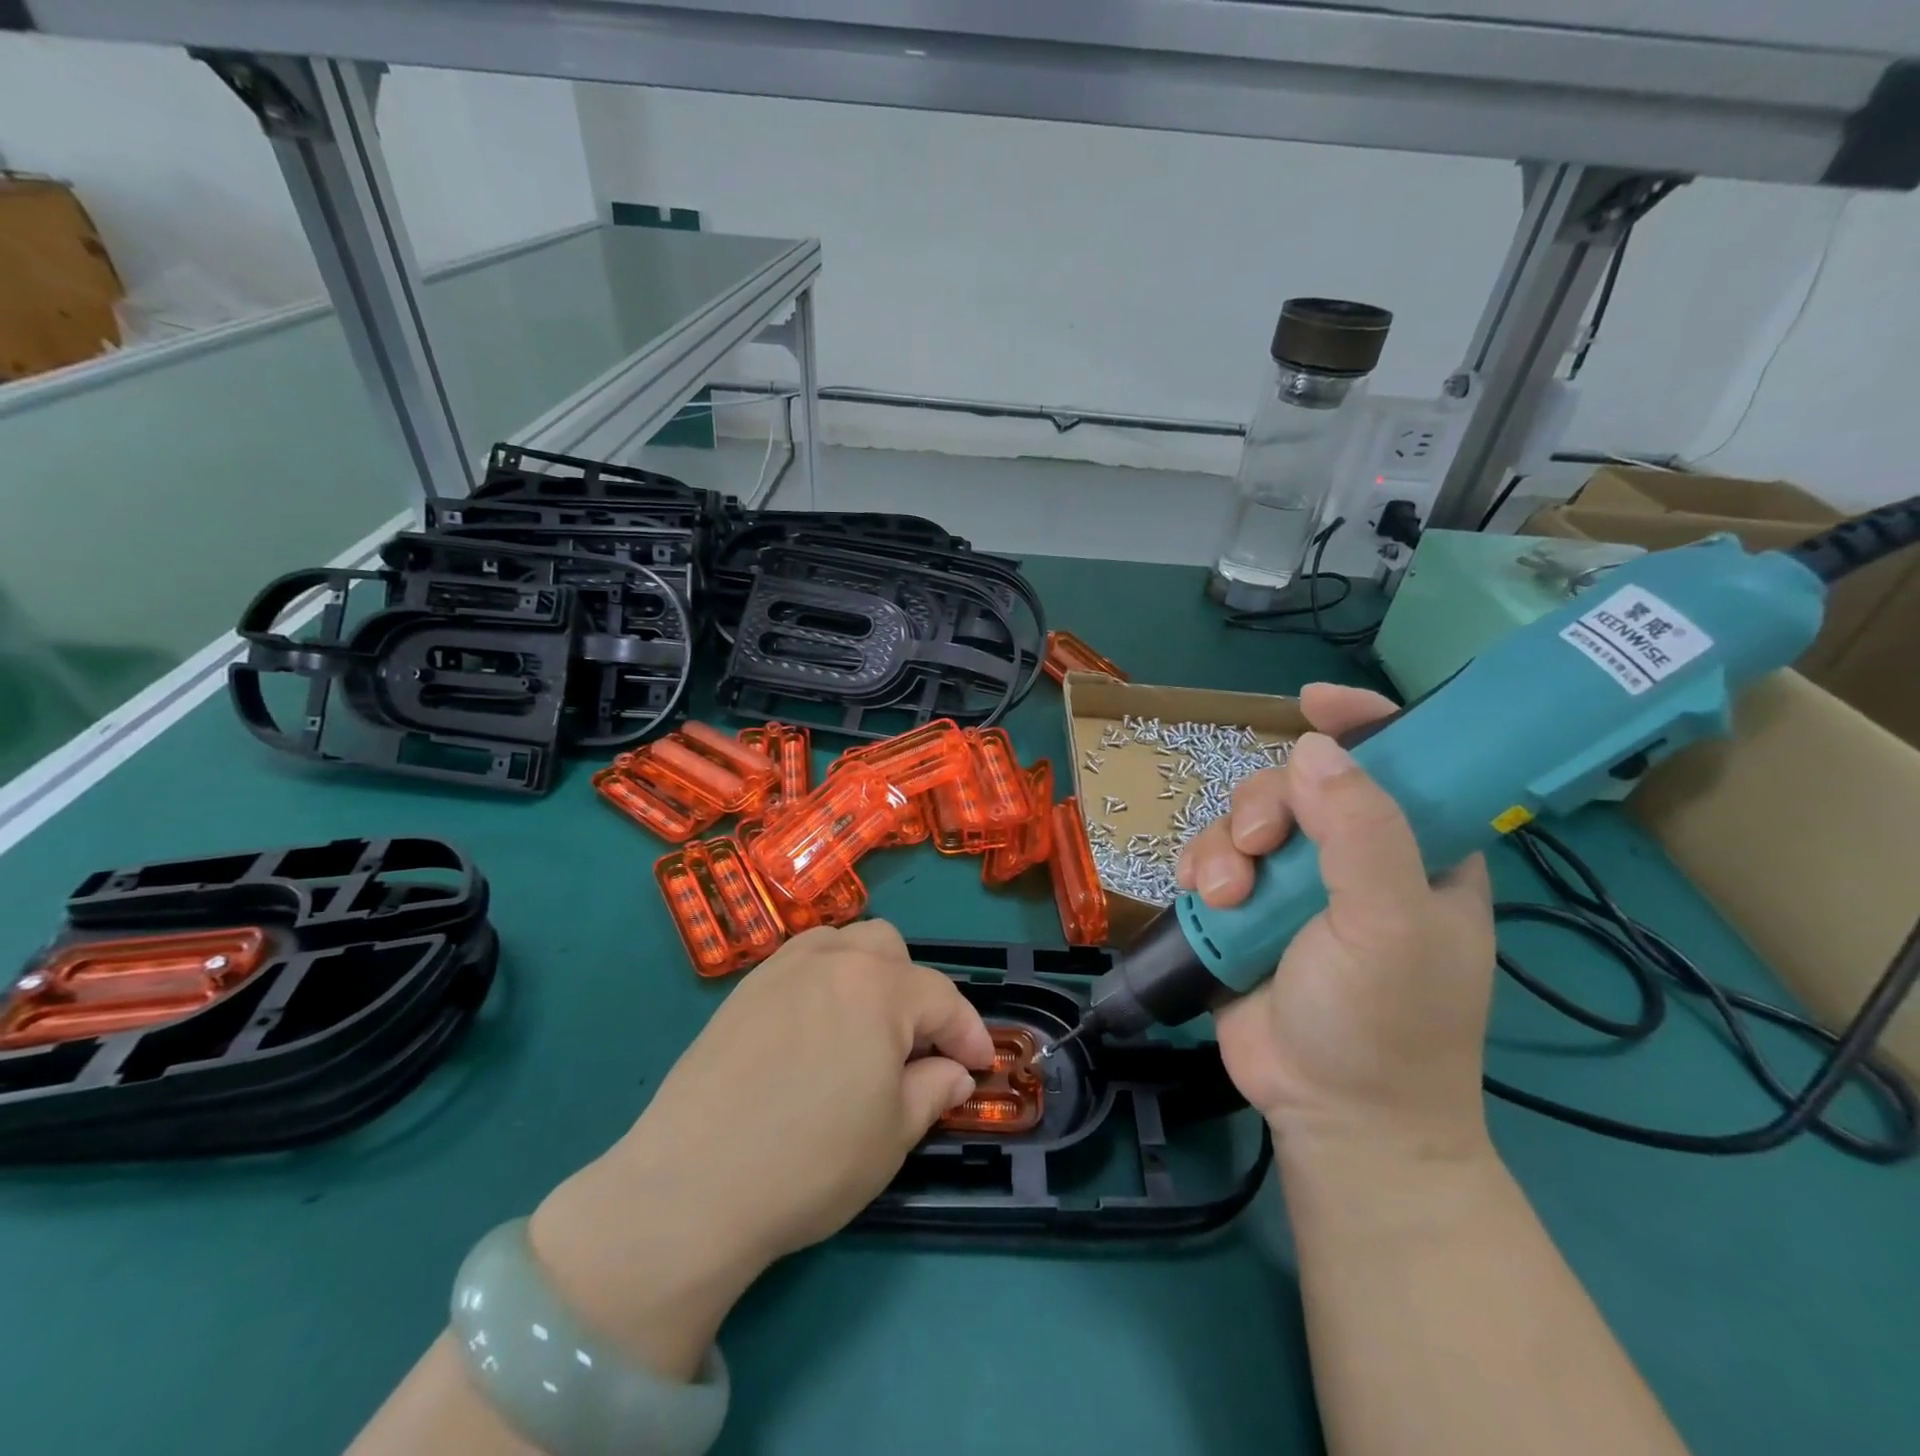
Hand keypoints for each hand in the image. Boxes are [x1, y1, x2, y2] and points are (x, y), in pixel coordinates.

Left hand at [528, 921, 992, 1377]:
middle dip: (915, 991)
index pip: (942, 998)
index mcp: (879, 989)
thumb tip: (954, 1072)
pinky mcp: (744, 989)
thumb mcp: (891, 1136)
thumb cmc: (810, 1162)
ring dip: (868, 975)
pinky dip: (824, 980)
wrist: (691, 1184)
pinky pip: (800, 962)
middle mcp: (833, 960)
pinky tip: (815, 1031)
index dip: (968, 1032)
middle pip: (891, 949)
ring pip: (843, 944)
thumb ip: (932, 1091)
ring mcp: (782, 968)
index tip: (980, 1064)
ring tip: (865, 1028)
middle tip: (914, 1046)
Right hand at [1176, 684, 1496, 1160]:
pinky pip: (1209, 857)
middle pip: (1296, 784)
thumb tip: (1312, 748)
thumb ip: (1362, 833)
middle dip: (1264, 806)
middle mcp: (1352, 856)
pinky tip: (1198, 897)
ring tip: (1223, 897)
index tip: (1313, 704)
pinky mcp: (1244, 909)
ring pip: (1243, 819)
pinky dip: (1196, 868)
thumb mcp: (1389, 925)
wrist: (1332, 1115)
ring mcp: (1293, 883)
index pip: (1398, 760)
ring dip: (1222, 847)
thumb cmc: (1385, 1023)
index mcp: (1415, 850)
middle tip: (1257, 850)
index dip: (1359, 721)